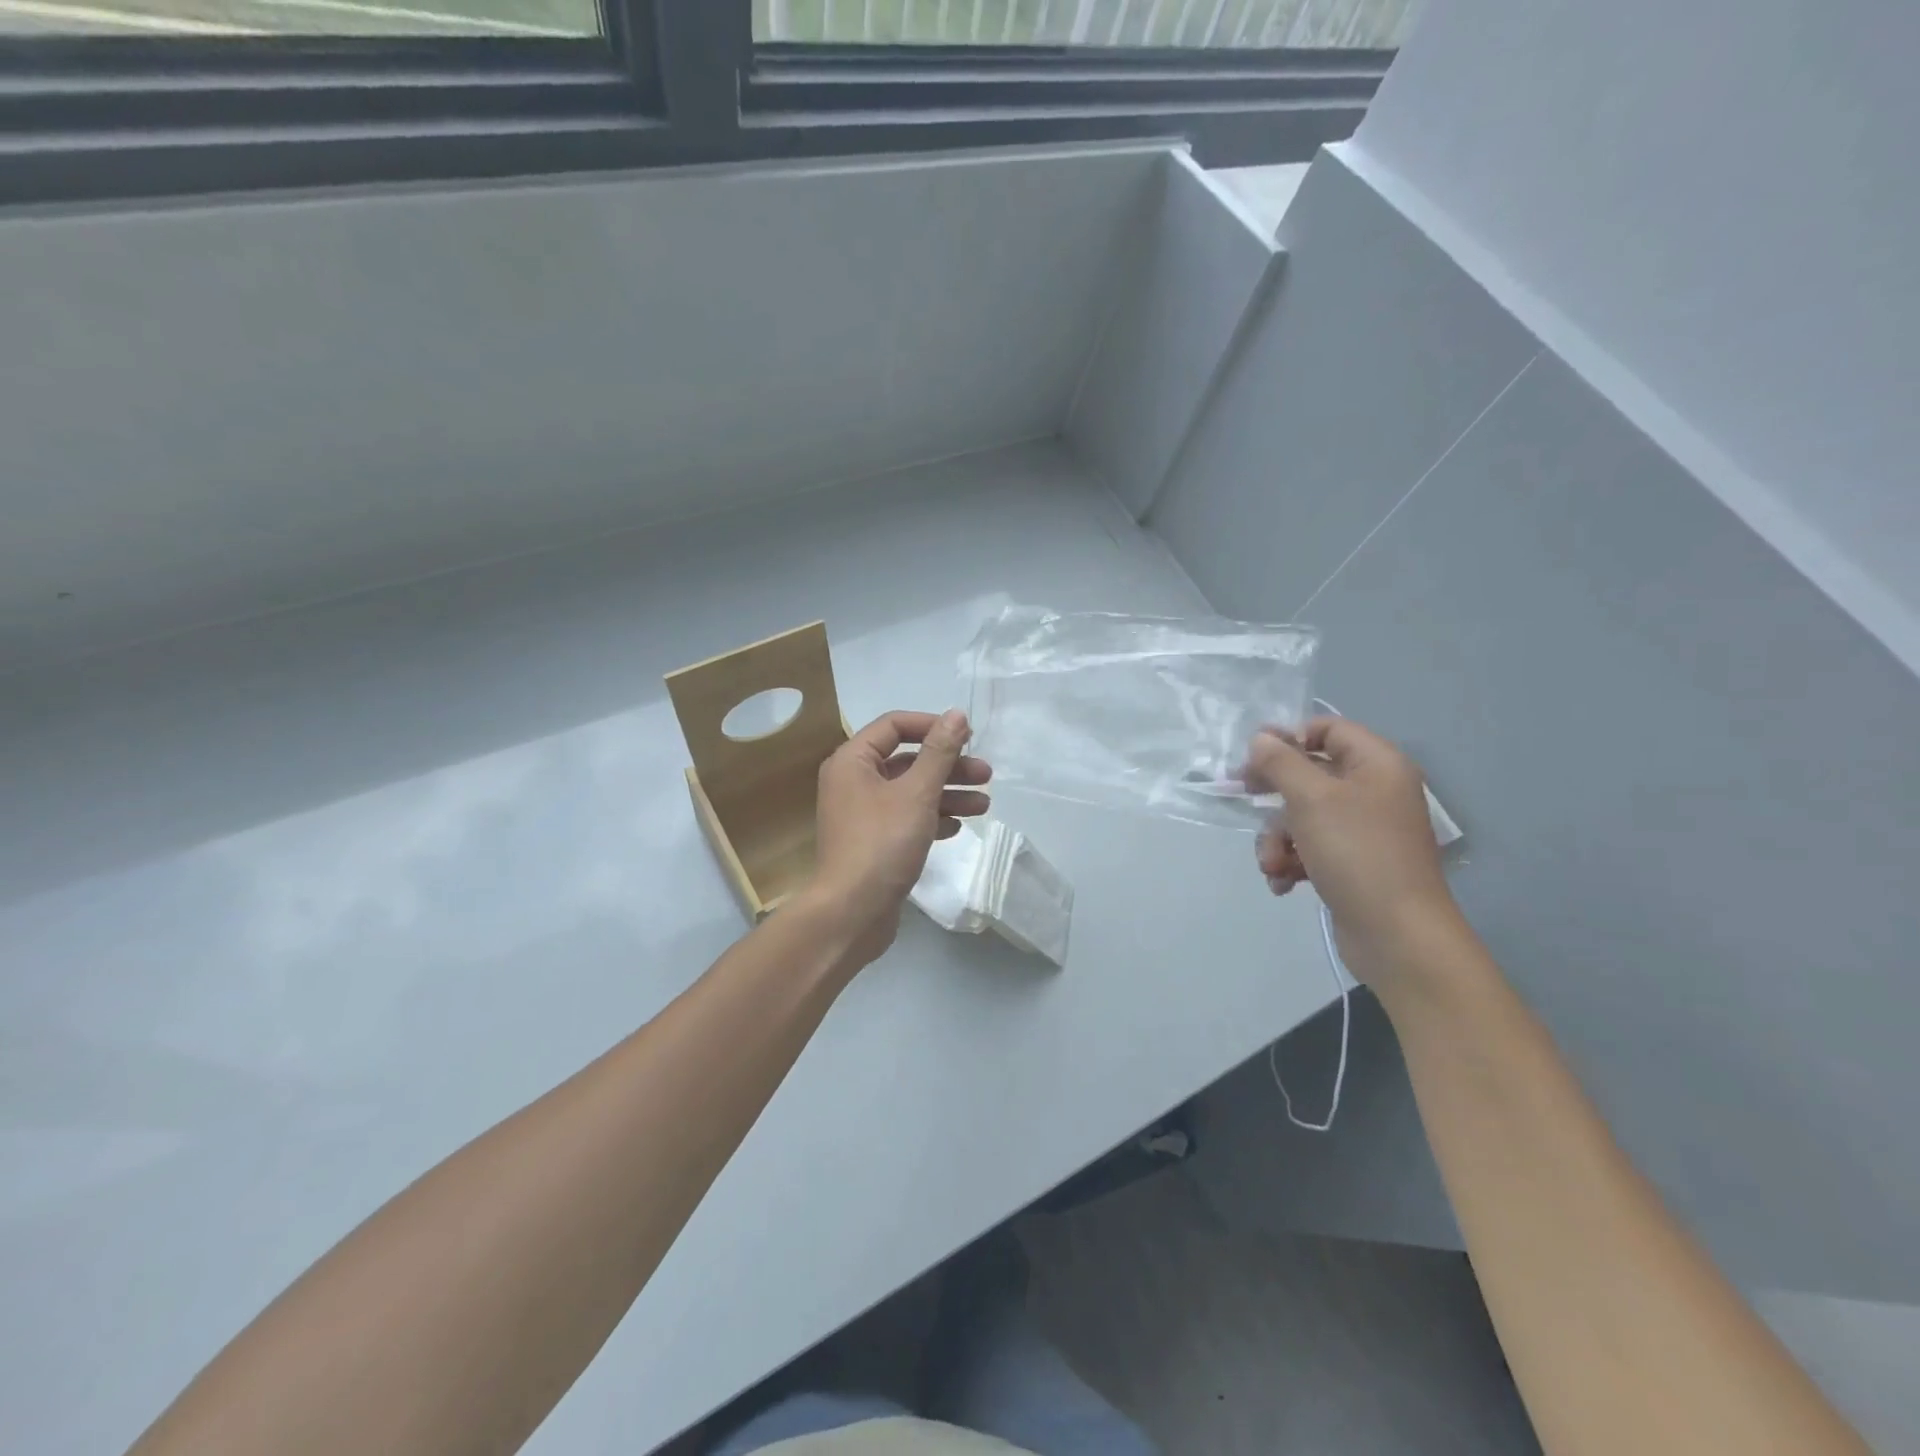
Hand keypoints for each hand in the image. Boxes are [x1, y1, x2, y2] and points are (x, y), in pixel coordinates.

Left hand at [806, 709, 992, 961]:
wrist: (852, 913)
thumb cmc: (882, 843)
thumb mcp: (917, 793)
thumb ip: (939, 752)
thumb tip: (957, 714)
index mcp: (852, 761)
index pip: (894, 726)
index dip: (932, 726)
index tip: (968, 736)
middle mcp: (853, 782)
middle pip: (907, 760)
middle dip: (948, 766)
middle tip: (986, 775)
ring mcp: (862, 814)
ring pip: (911, 792)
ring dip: (948, 794)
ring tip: (985, 806)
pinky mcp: (873, 842)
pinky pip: (906, 819)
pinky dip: (932, 818)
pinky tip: (958, 828)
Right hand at [1243, 716, 1459, 987]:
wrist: (1398, 935)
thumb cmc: (1357, 853)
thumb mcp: (1311, 799)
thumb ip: (1281, 763)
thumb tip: (1261, 738)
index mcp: (1377, 765)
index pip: (1328, 729)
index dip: (1290, 738)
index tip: (1254, 757)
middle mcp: (1373, 791)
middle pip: (1309, 774)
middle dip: (1274, 795)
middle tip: (1241, 796)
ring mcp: (1363, 830)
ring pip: (1303, 816)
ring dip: (1277, 838)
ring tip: (1271, 864)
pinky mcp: (1352, 863)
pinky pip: (1311, 848)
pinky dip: (1292, 861)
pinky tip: (1282, 882)